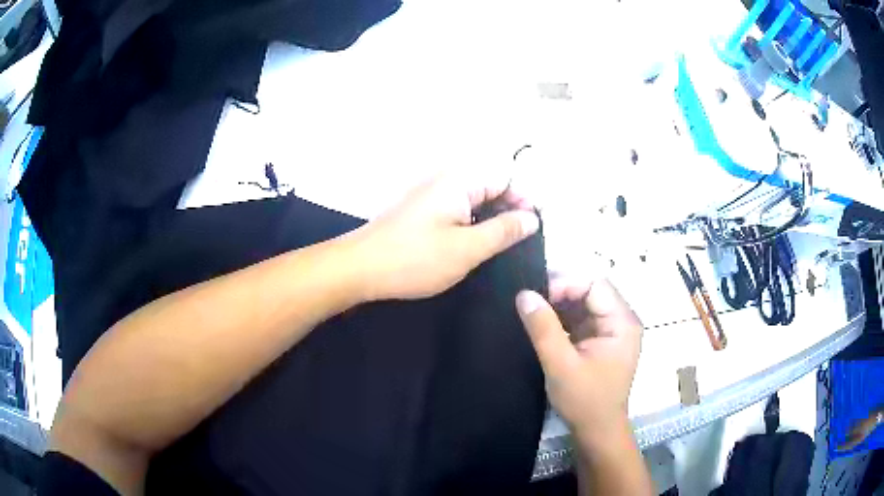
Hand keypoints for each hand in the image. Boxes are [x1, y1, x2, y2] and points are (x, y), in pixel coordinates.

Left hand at [351, 173, 539, 300]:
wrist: (360, 268)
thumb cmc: (415, 258)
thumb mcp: (467, 248)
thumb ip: (503, 231)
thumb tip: (532, 217)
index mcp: (460, 180)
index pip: (505, 178)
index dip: (524, 200)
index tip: (535, 229)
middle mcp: (445, 180)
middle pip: (489, 187)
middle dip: (509, 211)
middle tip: (521, 243)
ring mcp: (430, 195)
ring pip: (473, 201)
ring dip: (490, 220)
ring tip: (502, 249)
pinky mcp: (420, 211)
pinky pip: (456, 211)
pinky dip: (470, 225)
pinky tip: (474, 247)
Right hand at [515, 278, 641, 446]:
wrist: (597, 430)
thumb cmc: (584, 400)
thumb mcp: (560, 365)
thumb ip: (543, 329)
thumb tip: (524, 294)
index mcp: (621, 323)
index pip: (595, 285)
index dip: (566, 284)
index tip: (537, 296)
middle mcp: (621, 321)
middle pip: (591, 291)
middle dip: (561, 293)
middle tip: (530, 302)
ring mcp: (611, 331)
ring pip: (584, 304)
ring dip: (560, 306)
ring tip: (533, 312)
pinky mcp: (600, 341)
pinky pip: (581, 319)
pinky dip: (562, 319)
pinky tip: (543, 325)